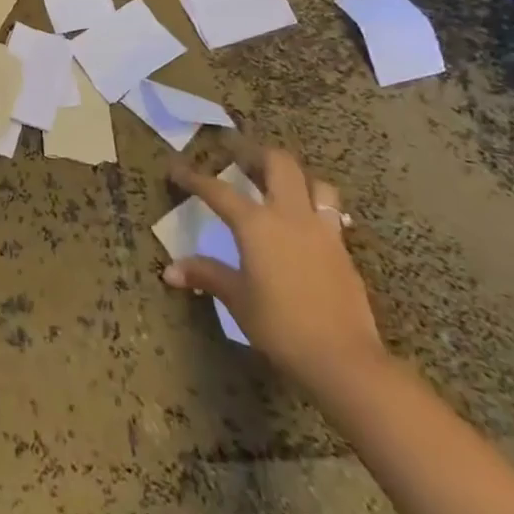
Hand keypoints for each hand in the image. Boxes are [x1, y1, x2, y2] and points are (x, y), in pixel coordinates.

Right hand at [164, 141, 384, 396]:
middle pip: (279, 164)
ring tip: (279, 184)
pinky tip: (304, 225)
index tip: (176, 168)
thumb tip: (170, 270)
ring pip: (315, 183)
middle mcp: (290, 216)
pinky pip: (330, 214)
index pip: (218, 190)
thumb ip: (206, 276)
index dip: (193, 177)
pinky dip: (315, 208)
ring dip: (296, 177)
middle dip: (256, 154)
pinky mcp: (343, 252)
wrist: (344, 359)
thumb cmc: (280, 325)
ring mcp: (322, 231)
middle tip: (238, 155)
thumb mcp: (237, 299)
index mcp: (256, 224)